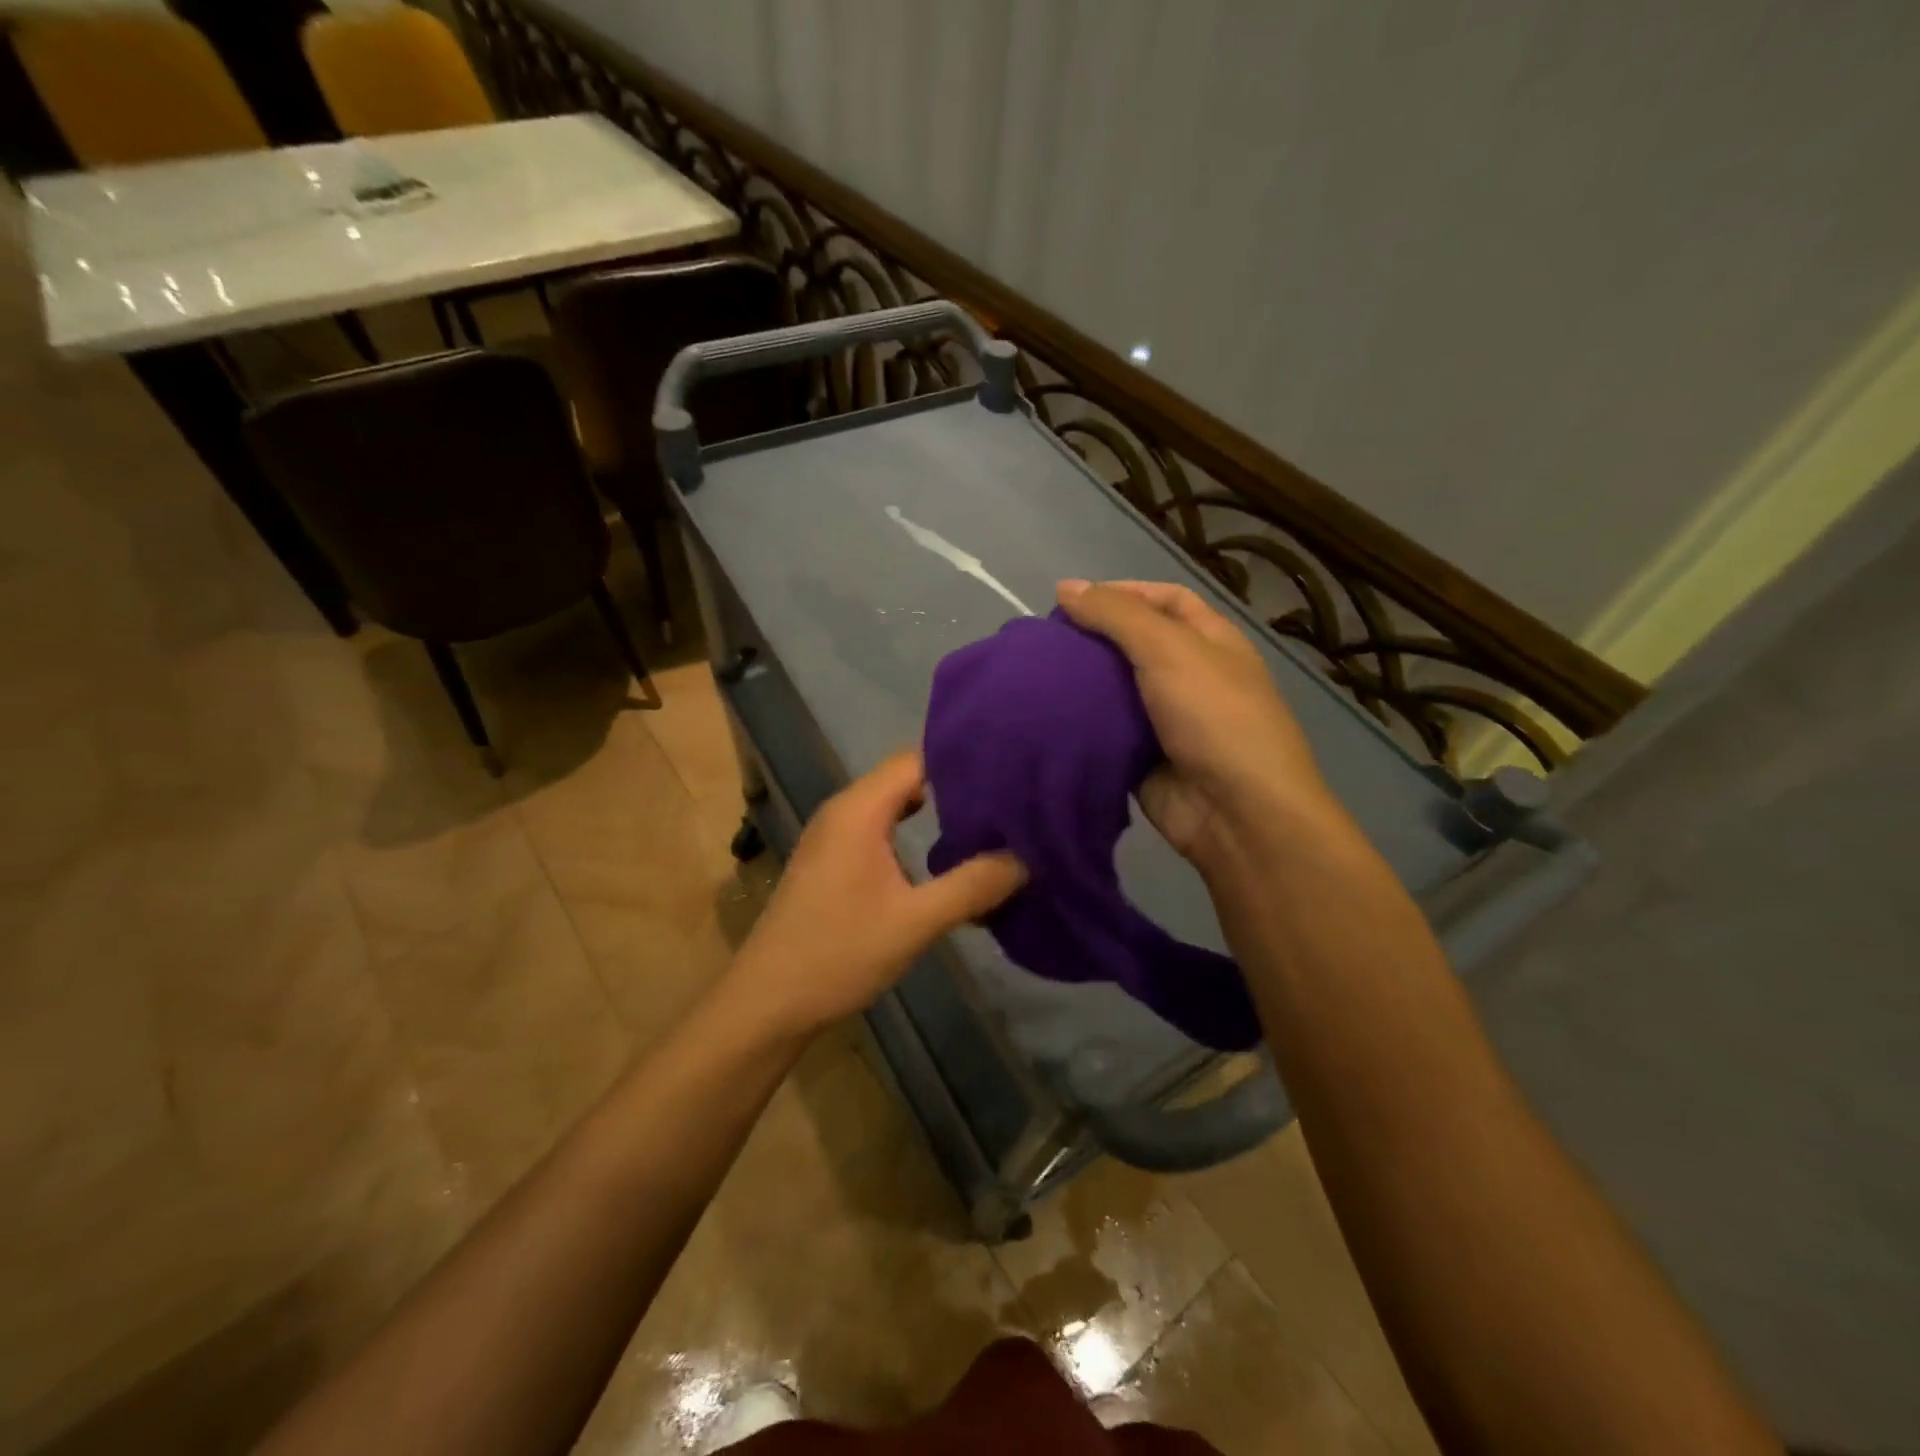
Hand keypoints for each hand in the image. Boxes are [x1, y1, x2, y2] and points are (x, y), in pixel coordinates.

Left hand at [723, 751, 1025, 1037]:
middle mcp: (843, 811)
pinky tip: (942, 856)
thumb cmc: (838, 954)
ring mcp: (833, 836)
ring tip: (988, 823)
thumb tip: (1025, 858)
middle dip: (955, 784)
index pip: (916, 759)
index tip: (1009, 767)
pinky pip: (879, 828)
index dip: (961, 759)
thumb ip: (972, 886)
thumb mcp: (915, 923)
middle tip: (1008, 798)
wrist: (767, 1003)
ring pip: (892, 805)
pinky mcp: (831, 861)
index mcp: (859, 810)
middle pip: (906, 777)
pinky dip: (911, 832)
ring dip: (935, 811)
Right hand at [1058, 578, 1338, 870]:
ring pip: (1115, 692)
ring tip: (1033, 676)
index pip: (1164, 599)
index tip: (1070, 601)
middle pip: (1133, 646)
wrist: (1236, 813)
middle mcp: (1189, 676)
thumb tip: (1065, 586)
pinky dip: (1080, 726)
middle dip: (1092, 640)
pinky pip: (1106, 734)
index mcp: (1210, 641)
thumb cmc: (1213, 717)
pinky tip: (1043, 717)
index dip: (1121, 593)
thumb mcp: (1169, 649)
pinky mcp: (1143, 760)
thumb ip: (1116, 615)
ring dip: (1080, 684)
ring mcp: (1167, 721)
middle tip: (1043, 643)